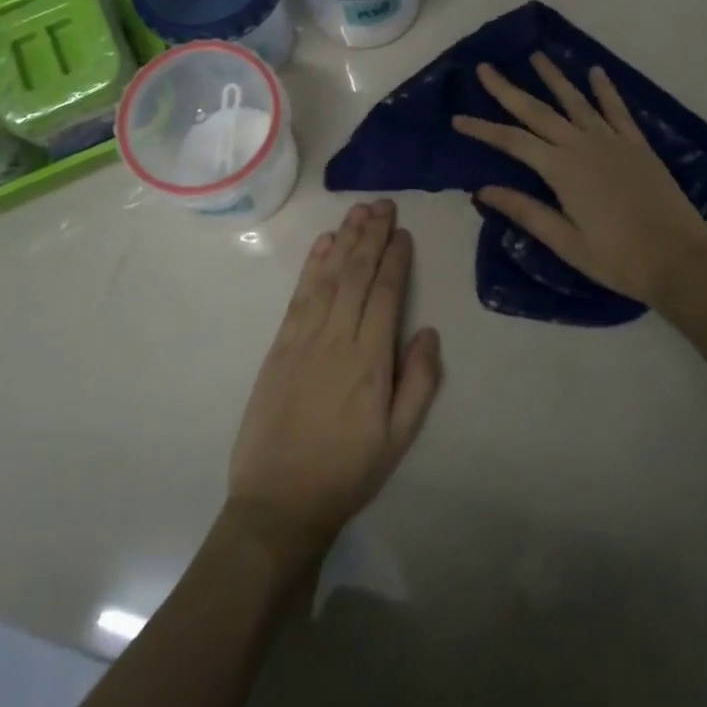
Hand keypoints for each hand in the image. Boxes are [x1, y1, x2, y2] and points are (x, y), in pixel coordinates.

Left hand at [226, 199, 443, 564]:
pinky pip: (299, 295)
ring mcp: (304, 338)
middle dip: (372, 236)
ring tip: (358, 211)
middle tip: (383, 204)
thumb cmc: (347, 471)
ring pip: (329, 276)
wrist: (279, 501)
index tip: (402, 231)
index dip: (395, 258)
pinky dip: (312, 265)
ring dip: (344, 240)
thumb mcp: (398, 439)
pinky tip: (323, 243)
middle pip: (357, 274)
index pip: (386, 293)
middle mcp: (337, 338)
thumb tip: (428, 331)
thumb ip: (418, 382)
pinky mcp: (279, 345)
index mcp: (370, 360)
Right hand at [452, 54, 706, 309]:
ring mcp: (613, 142)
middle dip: (508, 89)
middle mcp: (583, 146)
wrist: (680, 260)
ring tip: (536, 55)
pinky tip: (596, 72)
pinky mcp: (637, 146)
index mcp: (561, 170)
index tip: (457, 118)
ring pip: (576, 102)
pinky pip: (617, 110)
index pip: (512, 141)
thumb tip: (482, 190)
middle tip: (485, 67)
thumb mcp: (566, 243)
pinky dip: (605, 90)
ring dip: (554, 78)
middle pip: (538, 112)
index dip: (483, 129)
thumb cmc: (618, 259)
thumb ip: (526, 212)